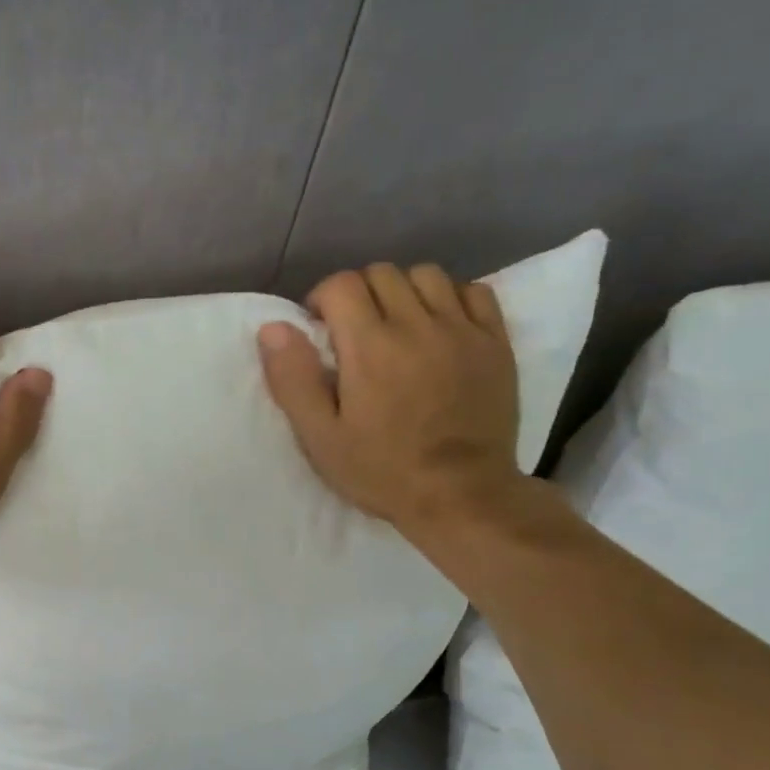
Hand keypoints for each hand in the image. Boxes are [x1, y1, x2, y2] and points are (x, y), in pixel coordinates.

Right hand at [258, 263, 524, 538]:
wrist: (461, 496)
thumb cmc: (381, 471)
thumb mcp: (320, 437)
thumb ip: (293, 379)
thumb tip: (273, 327)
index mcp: (370, 347)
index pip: (342, 284)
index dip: (322, 299)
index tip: (320, 330)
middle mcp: (418, 325)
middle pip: (382, 273)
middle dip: (358, 293)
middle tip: (352, 332)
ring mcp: (463, 330)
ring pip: (427, 275)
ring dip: (402, 291)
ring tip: (396, 326)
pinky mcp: (495, 343)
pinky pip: (473, 291)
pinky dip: (449, 298)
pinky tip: (438, 327)